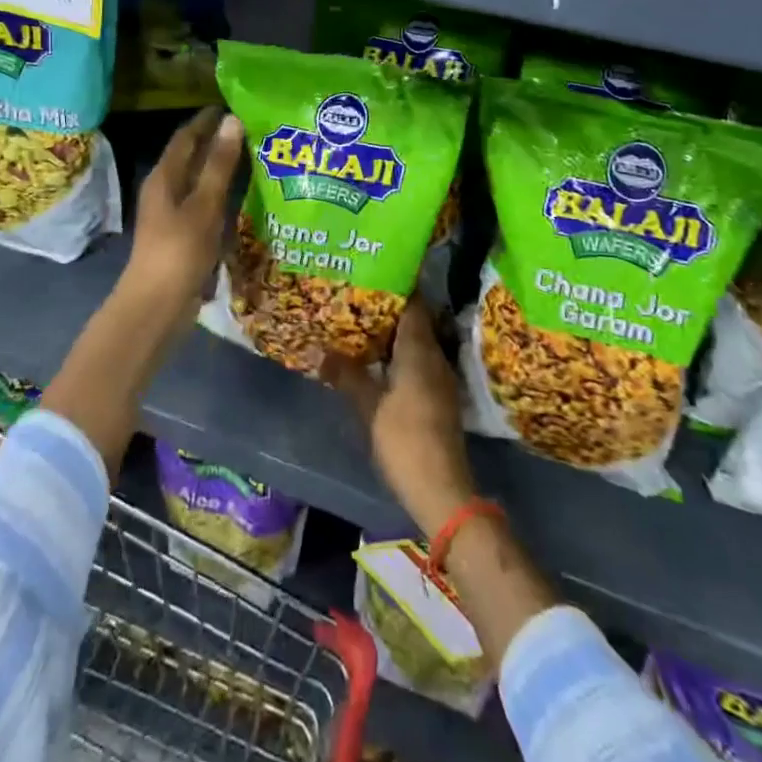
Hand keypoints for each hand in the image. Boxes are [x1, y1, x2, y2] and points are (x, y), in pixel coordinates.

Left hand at [122, 107, 244, 323]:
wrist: (156, 306)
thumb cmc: (179, 250)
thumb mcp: (204, 204)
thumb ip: (219, 164)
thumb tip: (232, 120)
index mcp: (164, 177)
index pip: (187, 136)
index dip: (208, 119)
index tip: (235, 104)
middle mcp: (166, 190)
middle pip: (193, 157)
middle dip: (219, 141)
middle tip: (254, 129)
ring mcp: (173, 214)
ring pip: (200, 181)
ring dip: (223, 168)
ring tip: (256, 157)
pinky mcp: (183, 235)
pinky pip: (205, 204)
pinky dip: (223, 194)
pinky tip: (246, 198)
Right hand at [325, 298, 476, 536]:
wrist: (442, 488)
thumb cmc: (404, 439)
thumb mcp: (368, 406)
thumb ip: (346, 374)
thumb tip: (320, 350)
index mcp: (420, 349)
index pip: (413, 303)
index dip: (395, 286)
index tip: (372, 273)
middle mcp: (435, 356)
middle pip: (414, 321)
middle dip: (389, 308)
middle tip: (358, 297)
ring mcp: (440, 377)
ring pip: (417, 342)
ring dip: (393, 333)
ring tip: (361, 325)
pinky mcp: (439, 397)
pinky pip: (419, 361)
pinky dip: (400, 354)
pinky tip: (378, 361)